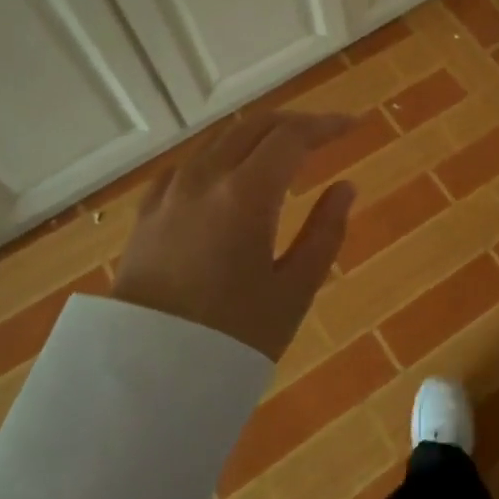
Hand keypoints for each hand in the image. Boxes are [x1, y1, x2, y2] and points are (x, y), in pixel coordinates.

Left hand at [110, 112, 357, 358]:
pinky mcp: (148, 212)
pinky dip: (219, 155)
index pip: (291, 136)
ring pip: (219, 139)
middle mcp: (206, 178)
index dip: (325, 125)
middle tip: (324, 135)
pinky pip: (188, 163)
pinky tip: (226, 173)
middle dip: (294, 124)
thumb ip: (325, 232)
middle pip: (254, 127)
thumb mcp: (294, 291)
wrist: (146, 374)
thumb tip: (345, 187)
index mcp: (247, 194)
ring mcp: (171, 192)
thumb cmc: (231, 335)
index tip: (352, 126)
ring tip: (283, 151)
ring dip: (257, 135)